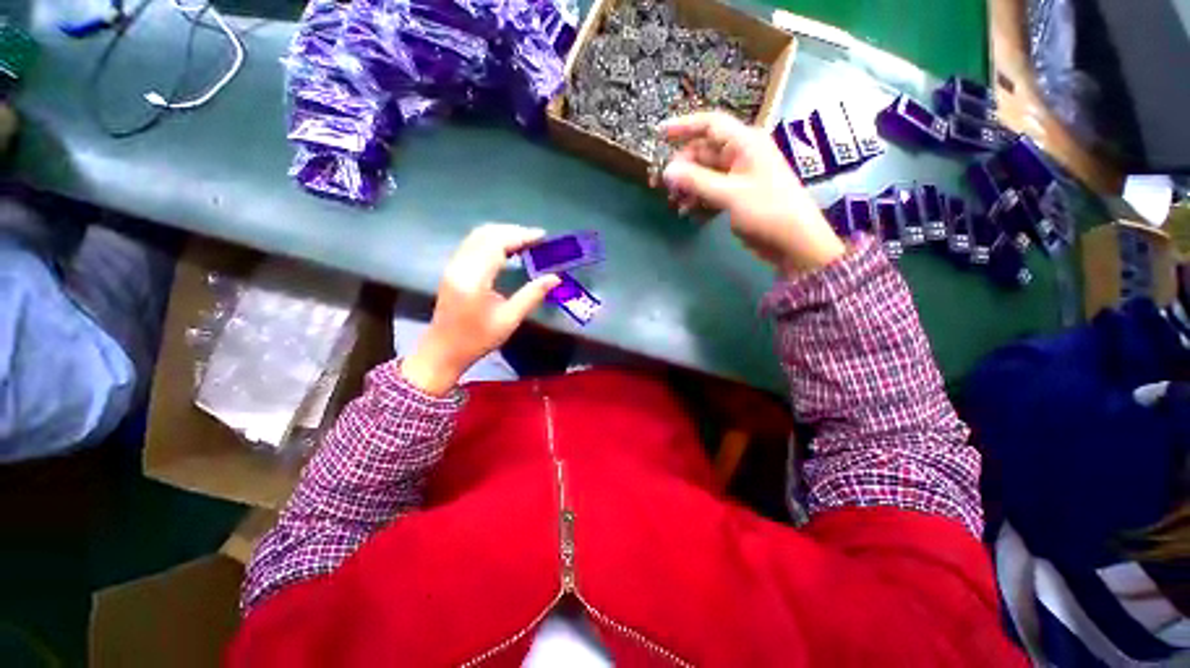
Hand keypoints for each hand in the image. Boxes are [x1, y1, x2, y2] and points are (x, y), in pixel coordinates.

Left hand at [402, 224, 560, 395]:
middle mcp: (460, 266)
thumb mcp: (509, 320)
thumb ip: (532, 295)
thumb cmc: (477, 340)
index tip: (542, 236)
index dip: (521, 236)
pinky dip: (492, 241)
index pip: (497, 244)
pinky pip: (472, 244)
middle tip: (536, 239)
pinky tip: (506, 250)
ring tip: (525, 242)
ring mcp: (453, 266)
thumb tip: (555, 278)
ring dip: (502, 234)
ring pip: (477, 236)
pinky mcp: (452, 270)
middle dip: (513, 231)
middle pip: (486, 234)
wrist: (443, 351)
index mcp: (474, 278)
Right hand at [656, 112, 845, 274]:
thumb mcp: (730, 194)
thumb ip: (697, 181)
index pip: (710, 124)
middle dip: (682, 167)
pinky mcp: (736, 196)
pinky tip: (688, 213)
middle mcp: (740, 155)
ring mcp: (738, 177)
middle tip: (663, 185)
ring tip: (676, 204)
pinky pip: (710, 191)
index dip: (683, 126)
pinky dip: (698, 200)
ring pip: (704, 174)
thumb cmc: (767, 211)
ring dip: (688, 187)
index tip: (658, 134)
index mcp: (745, 143)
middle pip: (703, 152)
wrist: (793, 241)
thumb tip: (667, 171)